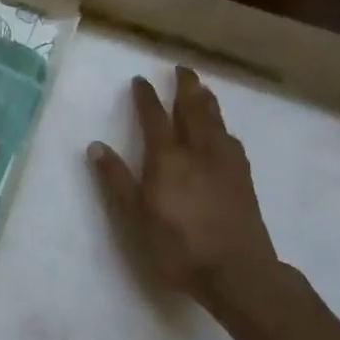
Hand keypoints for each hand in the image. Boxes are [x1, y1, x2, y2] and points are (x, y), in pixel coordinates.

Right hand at [87, 67, 285, 318]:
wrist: (237, 271)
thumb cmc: (178, 245)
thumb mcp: (135, 216)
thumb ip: (116, 179)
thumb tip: (96, 146)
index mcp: (167, 158)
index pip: (154, 117)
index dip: (146, 97)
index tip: (140, 80)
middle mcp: (198, 151)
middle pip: (193, 110)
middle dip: (186, 87)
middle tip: (182, 69)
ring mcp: (225, 163)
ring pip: (216, 122)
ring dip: (207, 101)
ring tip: (202, 89)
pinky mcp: (243, 178)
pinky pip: (231, 140)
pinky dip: (223, 127)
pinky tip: (224, 132)